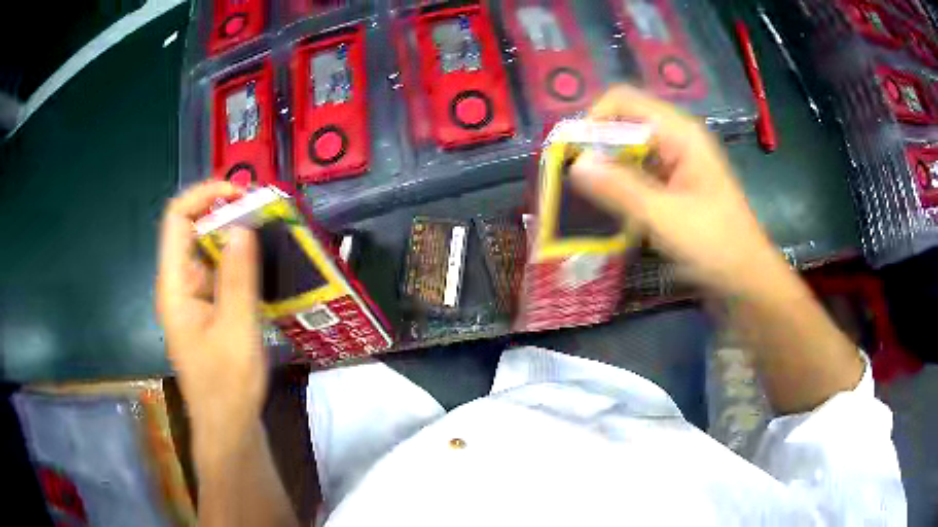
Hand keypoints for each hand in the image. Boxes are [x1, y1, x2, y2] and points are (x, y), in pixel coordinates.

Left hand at [156, 182, 265, 446]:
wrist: (228, 427)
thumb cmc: (228, 385)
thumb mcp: (237, 330)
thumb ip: (238, 277)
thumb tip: (241, 225)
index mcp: (174, 286)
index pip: (177, 219)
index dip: (204, 196)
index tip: (240, 195)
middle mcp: (178, 285)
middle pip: (192, 231)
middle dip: (225, 216)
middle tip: (264, 216)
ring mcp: (191, 299)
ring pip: (207, 252)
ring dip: (234, 240)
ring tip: (269, 238)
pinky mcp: (205, 311)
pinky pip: (218, 274)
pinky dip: (237, 264)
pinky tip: (262, 270)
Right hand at [571, 85, 785, 297]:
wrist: (748, 280)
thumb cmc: (716, 245)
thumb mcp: (665, 217)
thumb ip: (619, 189)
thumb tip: (575, 163)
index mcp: (680, 133)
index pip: (624, 101)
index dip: (594, 120)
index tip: (574, 154)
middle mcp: (677, 140)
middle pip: (625, 125)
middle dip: (597, 148)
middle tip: (573, 181)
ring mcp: (677, 164)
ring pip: (630, 152)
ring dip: (607, 170)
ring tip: (585, 197)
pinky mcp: (676, 187)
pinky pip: (640, 175)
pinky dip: (621, 187)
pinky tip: (609, 209)